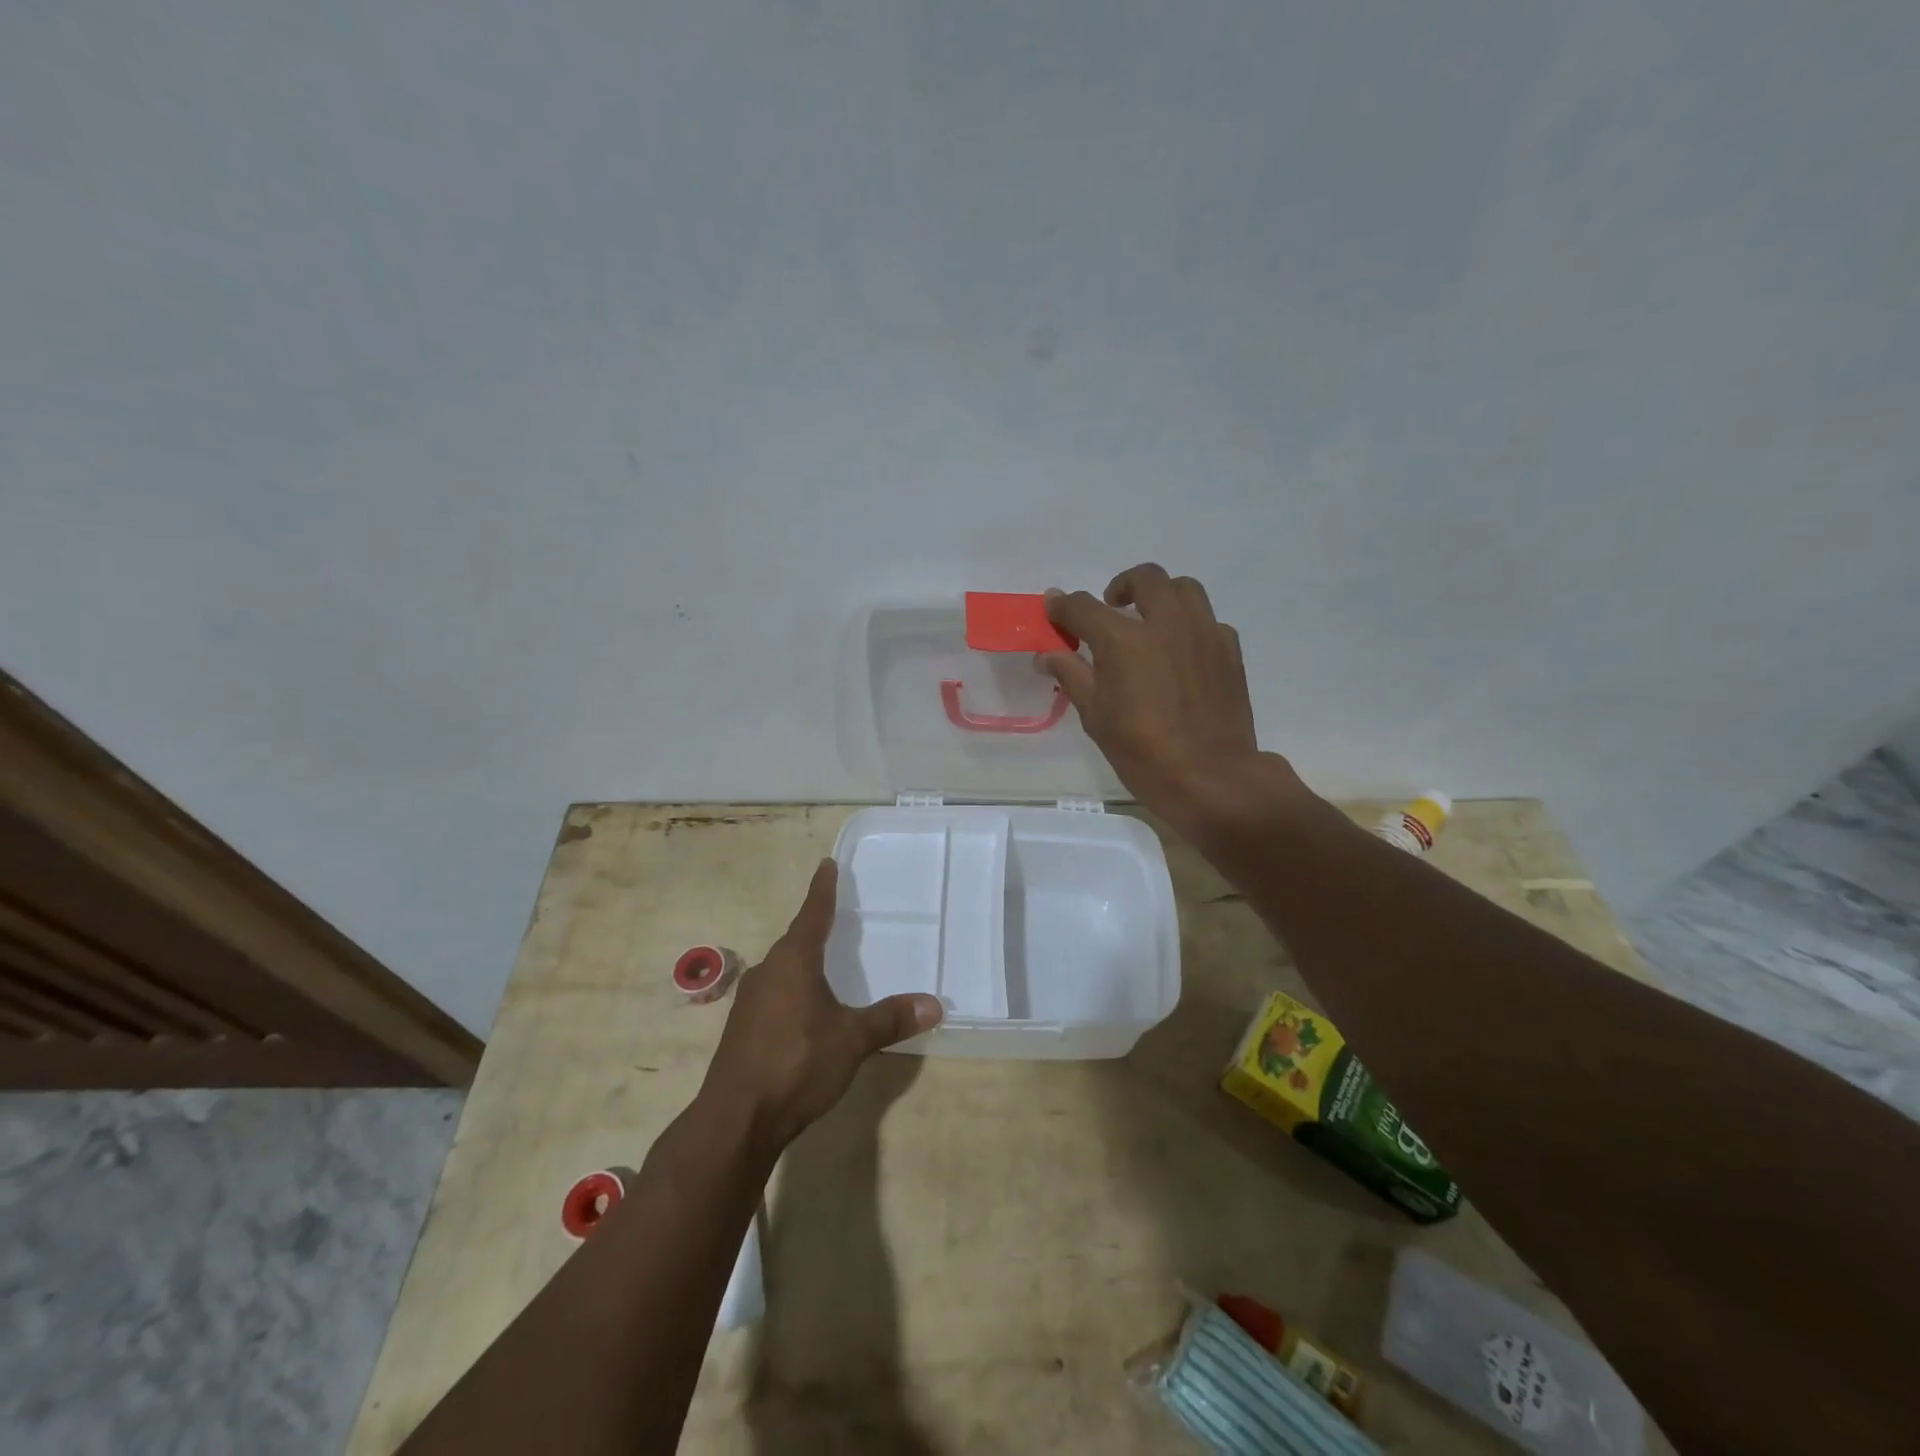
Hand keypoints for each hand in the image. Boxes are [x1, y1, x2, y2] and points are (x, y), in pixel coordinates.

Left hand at [701, 860, 942, 1153]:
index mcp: (793, 961)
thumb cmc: (797, 1063)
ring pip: (782, 970)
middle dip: (815, 929)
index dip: (823, 890)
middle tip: (837, 918)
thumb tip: (935, 1004)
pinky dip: (792, 992)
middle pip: (795, 941)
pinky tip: (804, 1013)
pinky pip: (773, 995)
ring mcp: (749, 1001)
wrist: (736, 1119)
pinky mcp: (741, 1030)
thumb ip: (890, 1019)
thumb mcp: (852, 1040)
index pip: (813, 913)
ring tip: (825, 966)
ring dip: (803, 964)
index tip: (827, 864)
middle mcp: (768, 971)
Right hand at [1041, 563, 1304, 833]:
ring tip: (1151, 620)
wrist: (1210, 777)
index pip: (1083, 607)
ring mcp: (1203, 633)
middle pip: (1144, 578)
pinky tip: (1182, 652)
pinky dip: (1189, 626)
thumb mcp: (1095, 717)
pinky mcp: (1229, 650)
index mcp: (1123, 639)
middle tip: (1111, 607)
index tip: (1054, 609)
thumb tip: (1046, 655)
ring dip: (1161, 596)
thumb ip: (1071, 675)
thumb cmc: (1142, 752)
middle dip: (1121, 586)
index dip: (1063, 606)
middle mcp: (1165, 624)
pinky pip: (1208, 621)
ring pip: (1184, 589)